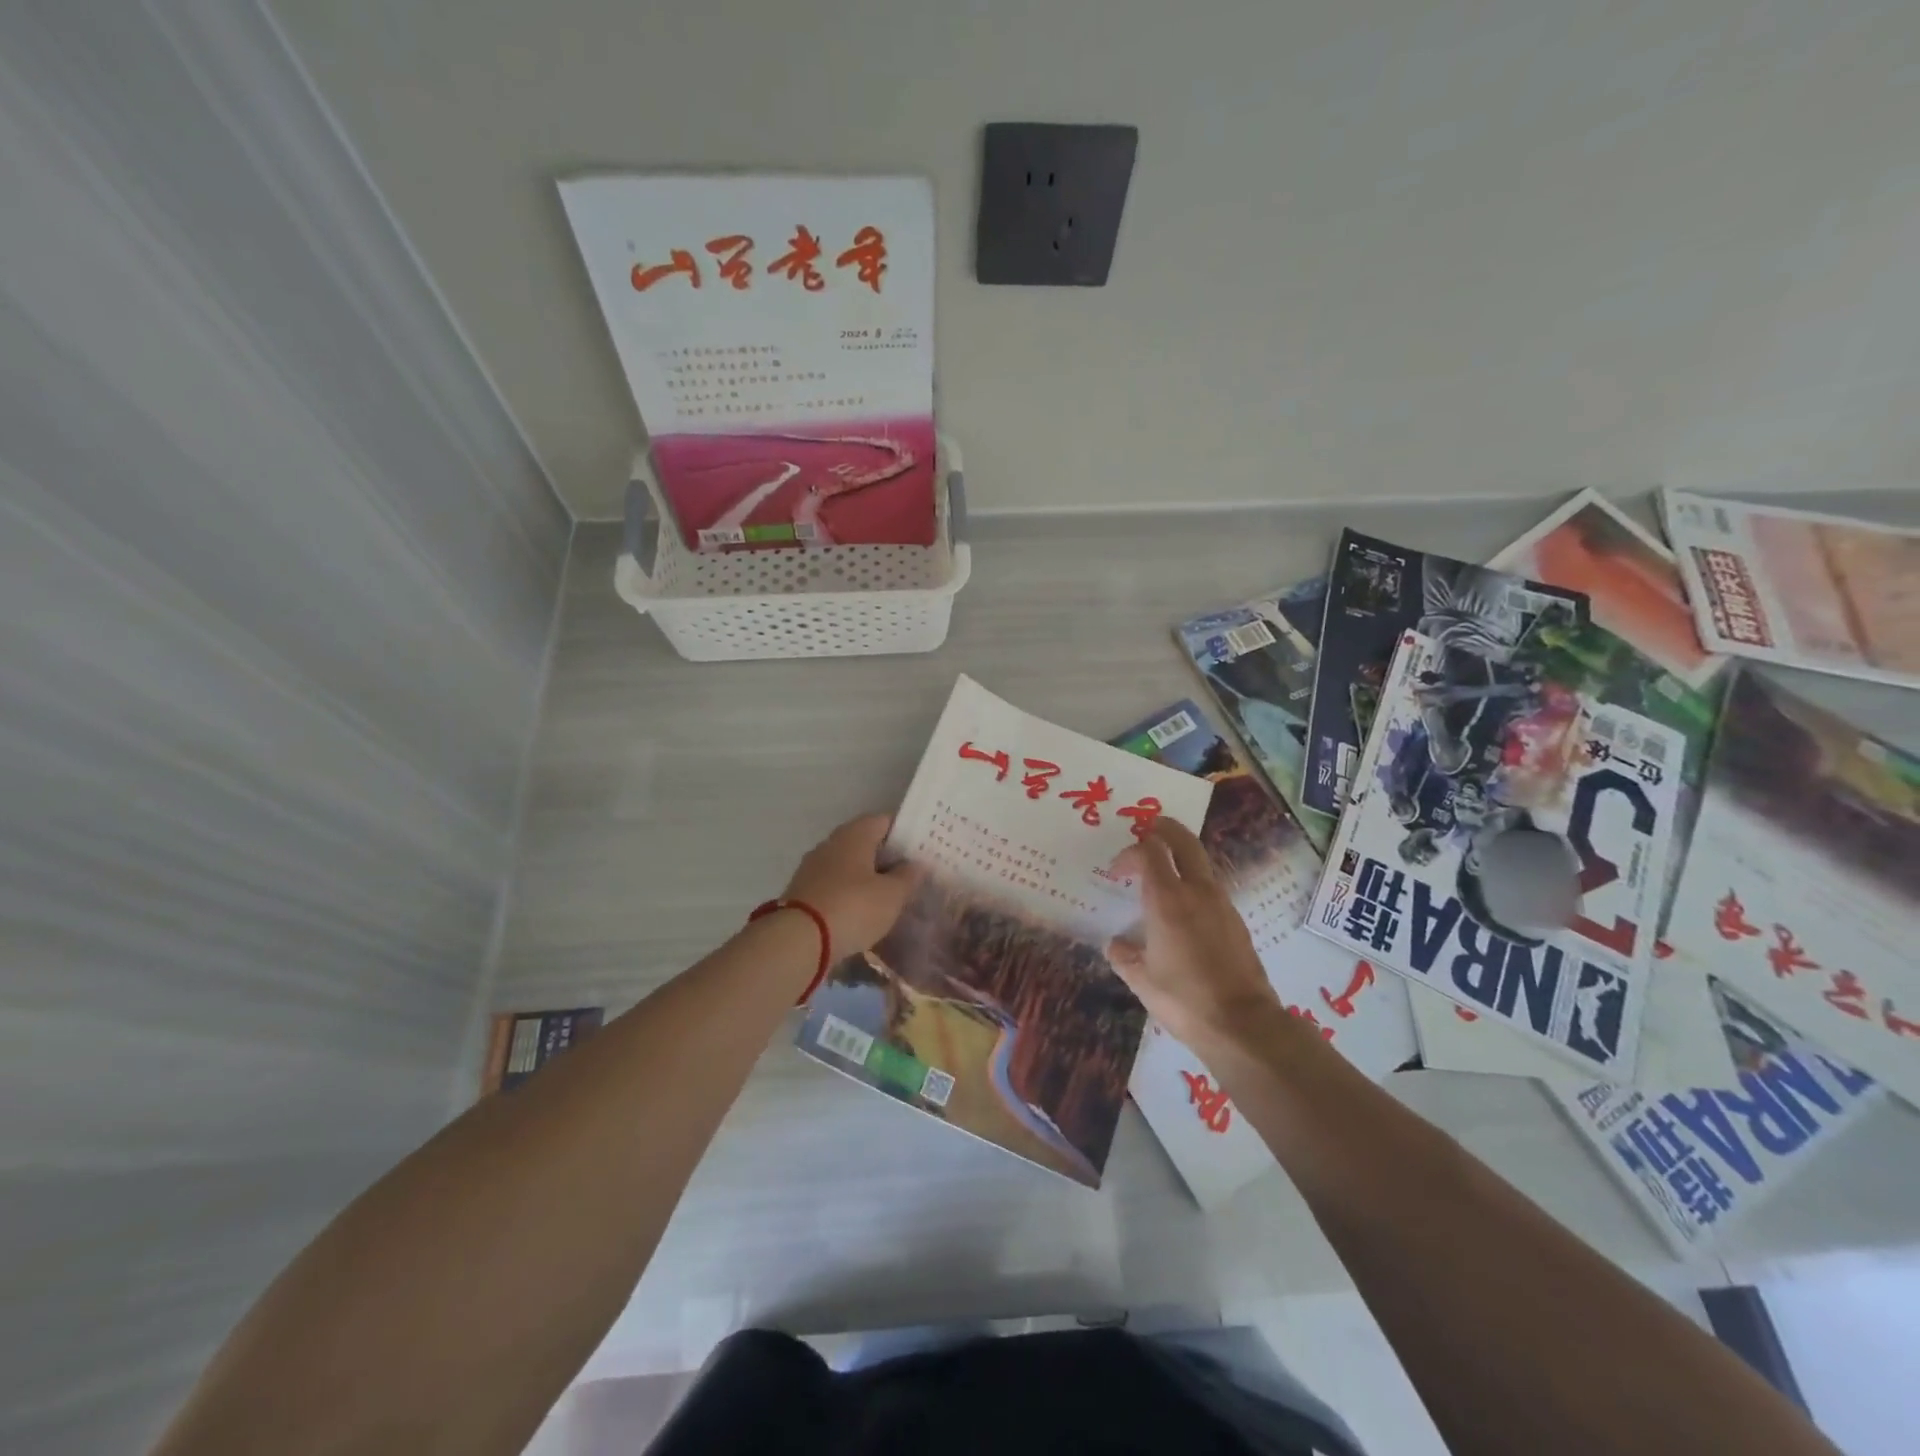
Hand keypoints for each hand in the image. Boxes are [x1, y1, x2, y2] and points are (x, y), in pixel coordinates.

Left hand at [783, 814, 924, 956]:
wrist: (798, 940)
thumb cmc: (853, 907)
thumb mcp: (891, 895)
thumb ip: (908, 877)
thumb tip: (917, 863)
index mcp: (855, 834)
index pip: (884, 821)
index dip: (904, 833)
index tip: (921, 849)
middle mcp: (831, 843)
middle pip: (865, 842)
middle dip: (886, 857)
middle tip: (909, 875)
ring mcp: (813, 867)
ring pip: (848, 865)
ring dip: (866, 877)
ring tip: (888, 896)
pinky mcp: (802, 891)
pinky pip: (833, 885)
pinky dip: (849, 894)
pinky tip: (862, 912)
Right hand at [1106, 819, 1283, 1047]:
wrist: (1242, 1024)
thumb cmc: (1184, 999)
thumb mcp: (1141, 980)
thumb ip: (1124, 956)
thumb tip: (1116, 944)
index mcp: (1167, 900)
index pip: (1148, 852)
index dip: (1129, 854)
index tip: (1116, 872)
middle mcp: (1197, 892)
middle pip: (1183, 841)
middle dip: (1164, 829)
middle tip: (1149, 828)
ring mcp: (1222, 904)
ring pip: (1202, 862)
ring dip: (1182, 855)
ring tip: (1164, 868)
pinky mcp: (1236, 921)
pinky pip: (1211, 887)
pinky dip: (1194, 881)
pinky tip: (1184, 906)